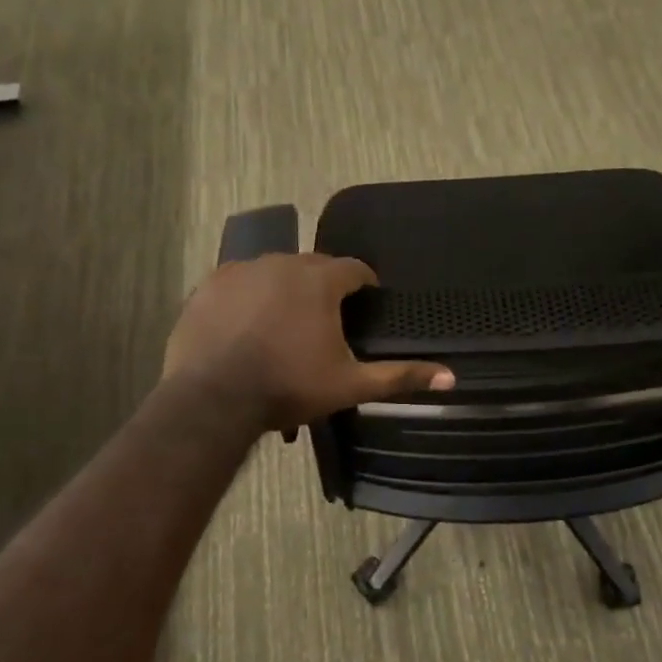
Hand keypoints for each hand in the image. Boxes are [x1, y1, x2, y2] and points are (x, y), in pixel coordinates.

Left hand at [164, 254, 453, 431]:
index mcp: (320, 280)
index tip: (366, 302)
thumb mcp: (350, 385)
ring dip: (285, 289)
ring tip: (284, 324)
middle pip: (314, 266)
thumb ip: (400, 376)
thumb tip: (451, 376)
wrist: (213, 399)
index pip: (354, 269)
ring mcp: (242, 270)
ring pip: (275, 271)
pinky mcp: (210, 284)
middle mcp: (283, 262)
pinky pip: (239, 282)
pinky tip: (247, 324)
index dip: (364, 284)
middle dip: (324, 287)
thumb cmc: (289, 387)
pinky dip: (248, 297)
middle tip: (325, 320)